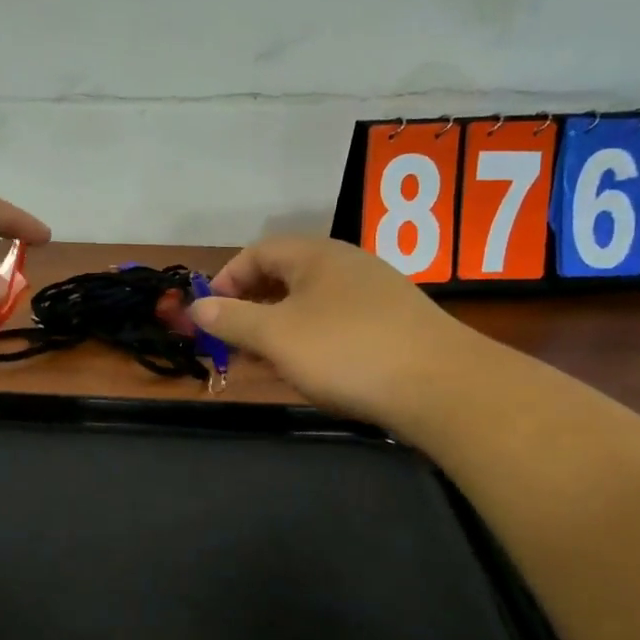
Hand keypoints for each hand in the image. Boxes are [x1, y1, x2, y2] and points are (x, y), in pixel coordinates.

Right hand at [191, 237, 477, 428]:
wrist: (444, 387)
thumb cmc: (347, 352)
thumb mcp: (277, 337)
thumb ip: (232, 320)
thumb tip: (195, 308)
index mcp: (316, 255)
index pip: (257, 252)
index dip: (226, 279)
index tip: (209, 315)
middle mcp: (346, 264)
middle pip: (284, 276)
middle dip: (251, 307)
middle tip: (232, 342)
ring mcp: (375, 294)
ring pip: (311, 303)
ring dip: (280, 328)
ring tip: (266, 361)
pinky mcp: (395, 324)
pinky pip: (337, 323)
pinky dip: (312, 340)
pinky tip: (311, 370)